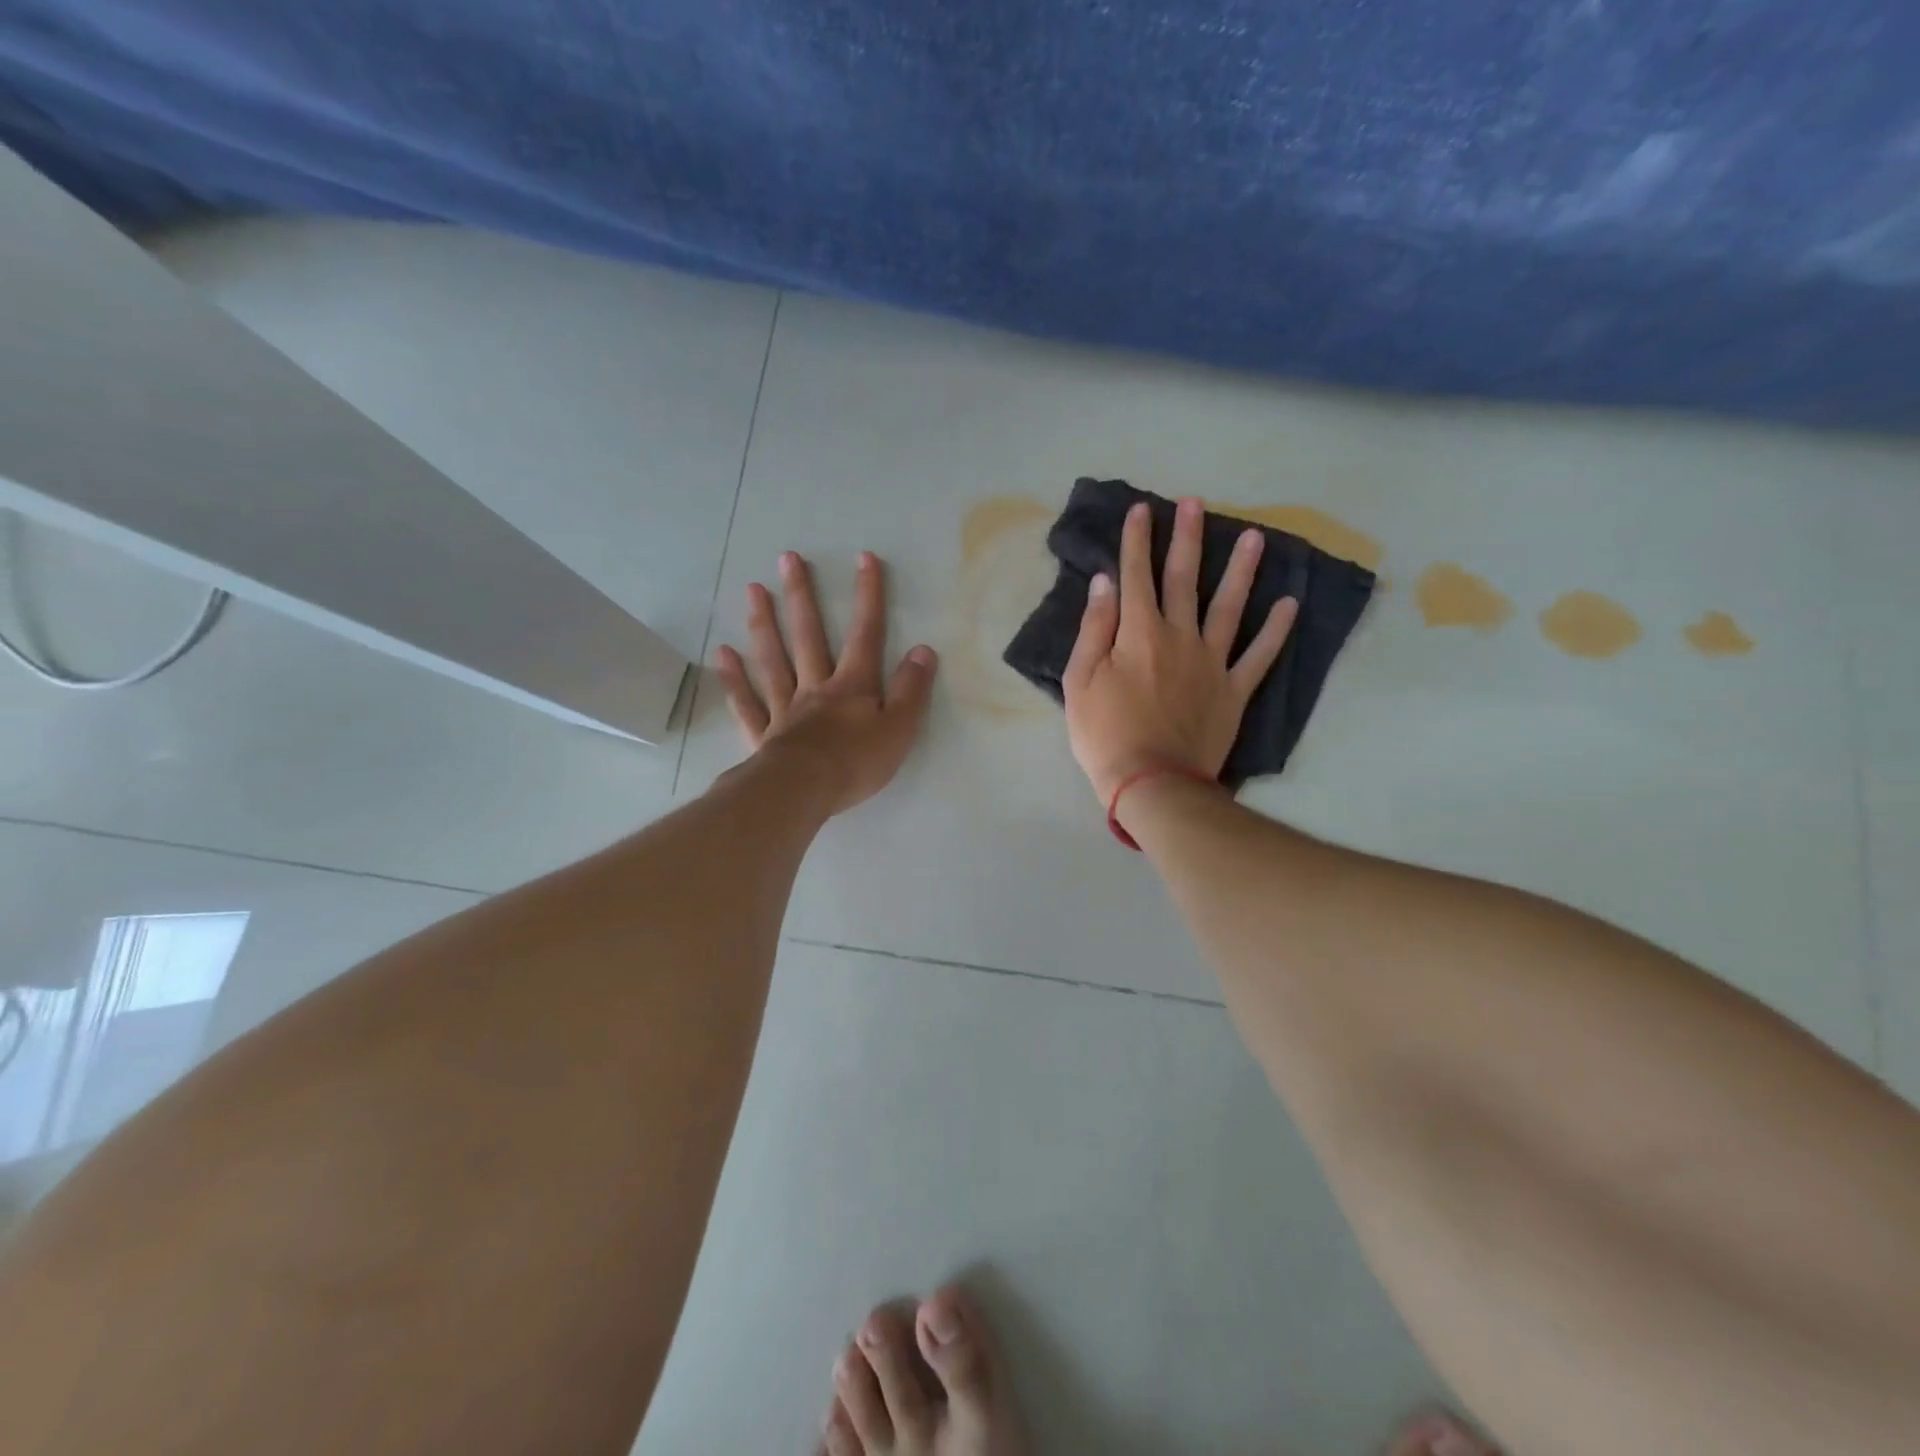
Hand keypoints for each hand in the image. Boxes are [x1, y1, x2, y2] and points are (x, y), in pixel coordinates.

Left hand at [714, 550, 937, 815]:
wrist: (802, 791)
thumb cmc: (856, 763)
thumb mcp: (899, 728)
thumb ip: (911, 689)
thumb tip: (923, 650)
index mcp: (852, 686)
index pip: (866, 634)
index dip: (868, 596)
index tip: (864, 558)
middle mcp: (815, 687)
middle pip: (808, 636)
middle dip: (801, 596)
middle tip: (787, 558)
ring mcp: (785, 709)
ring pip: (772, 659)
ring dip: (764, 624)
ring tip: (752, 590)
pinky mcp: (763, 734)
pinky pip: (747, 701)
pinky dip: (735, 678)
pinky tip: (724, 654)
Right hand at [1063, 498, 1296, 803]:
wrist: (1152, 782)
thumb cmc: (1105, 734)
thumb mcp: (1079, 682)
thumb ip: (1094, 629)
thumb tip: (1106, 583)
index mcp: (1138, 633)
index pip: (1136, 576)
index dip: (1137, 541)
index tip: (1142, 509)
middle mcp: (1179, 636)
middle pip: (1183, 580)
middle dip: (1187, 539)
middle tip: (1195, 504)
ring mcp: (1212, 662)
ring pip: (1229, 607)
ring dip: (1241, 570)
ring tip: (1254, 537)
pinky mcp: (1234, 690)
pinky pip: (1260, 655)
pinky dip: (1276, 630)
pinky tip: (1290, 604)